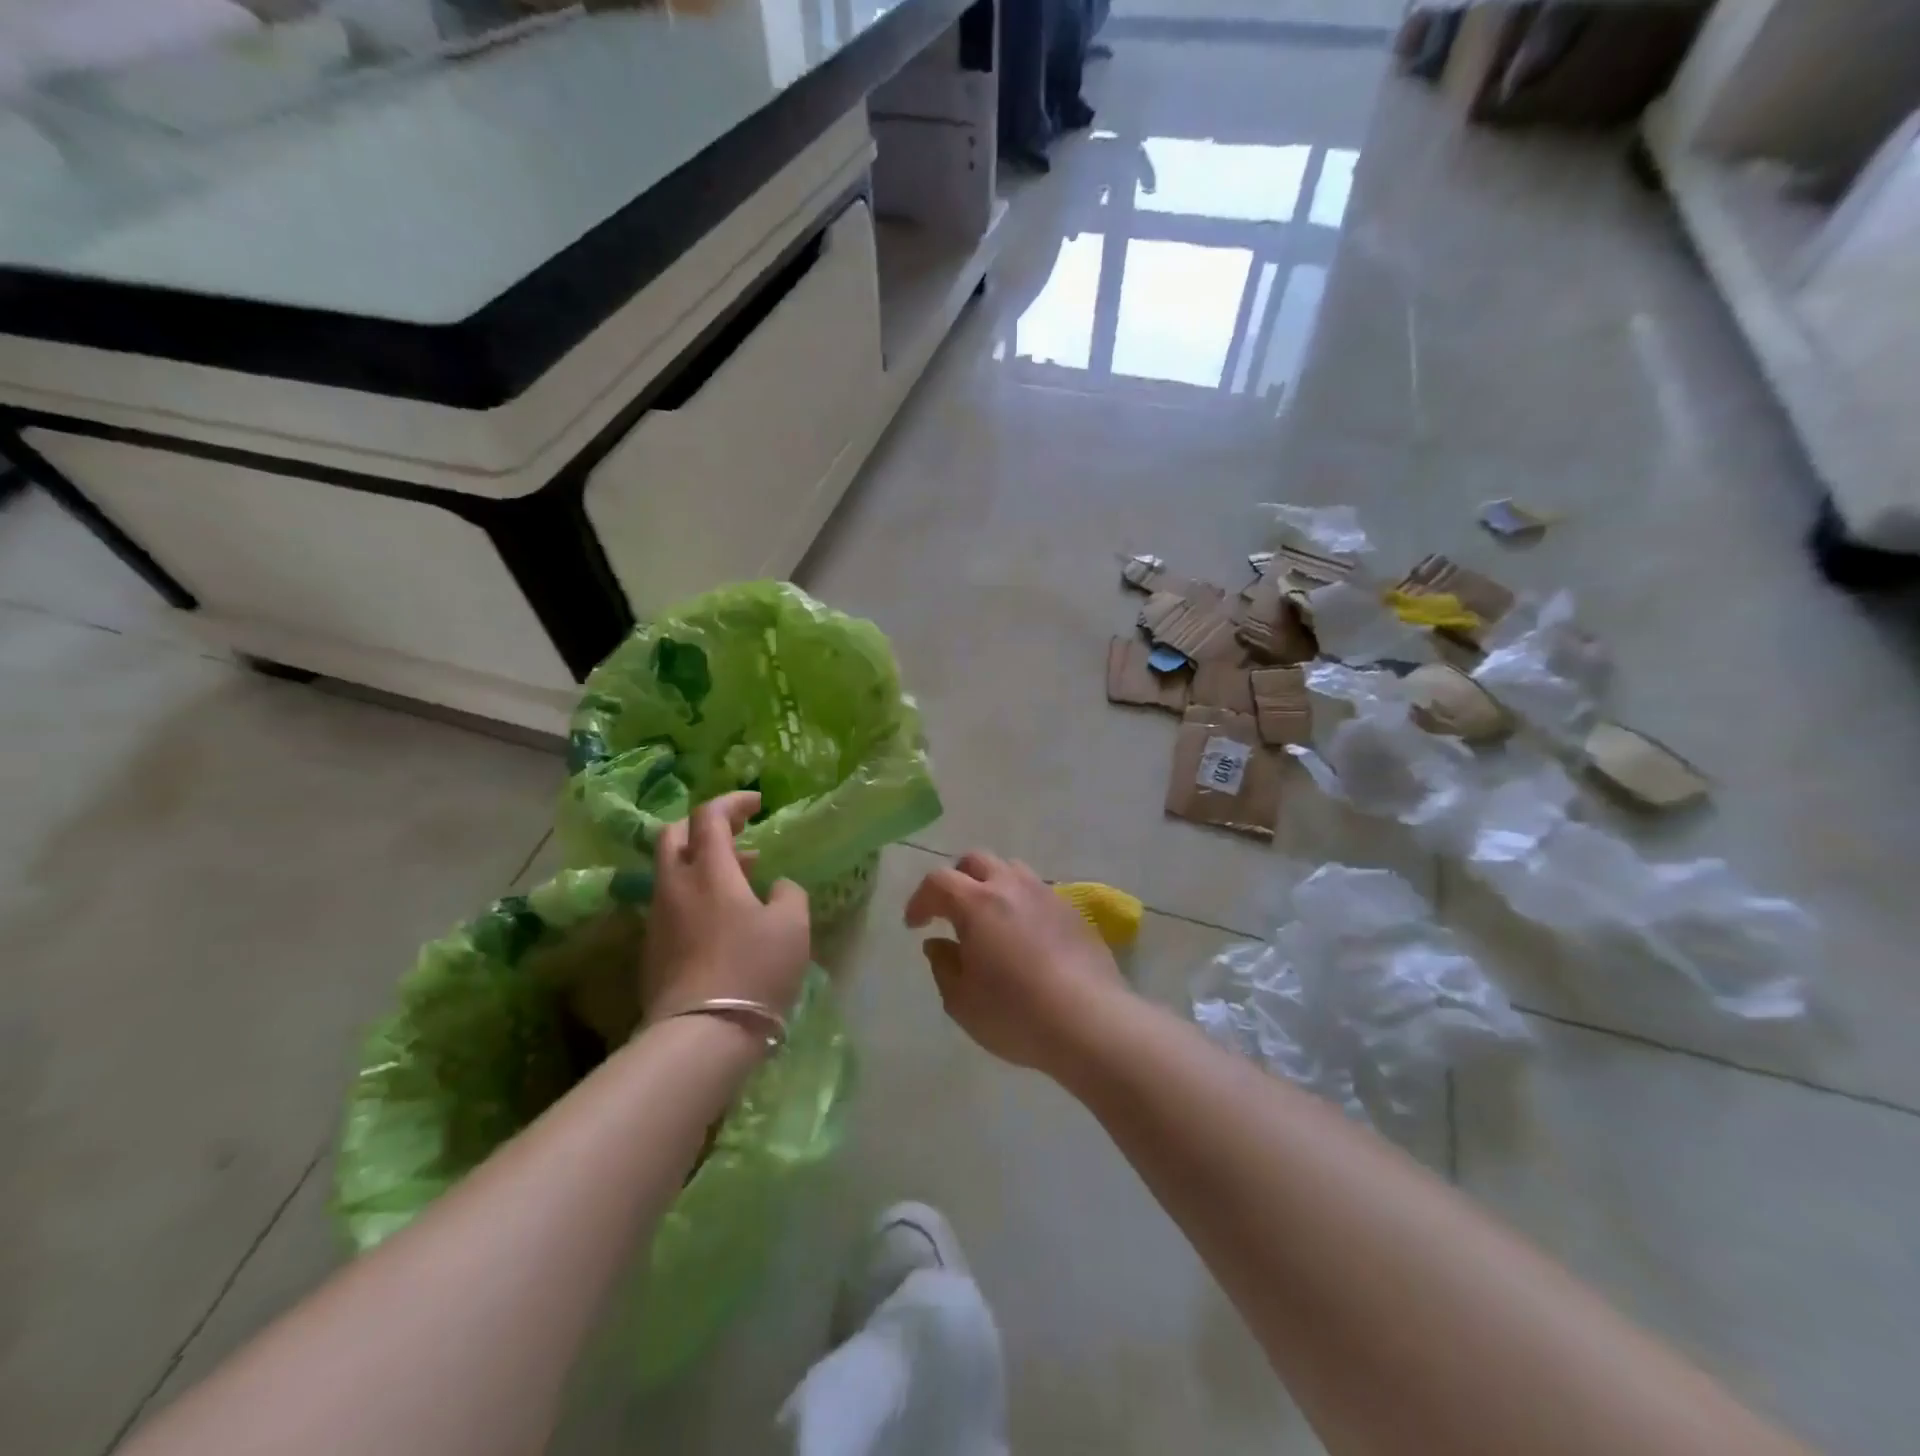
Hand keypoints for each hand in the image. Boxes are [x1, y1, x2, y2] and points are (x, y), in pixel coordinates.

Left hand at [642, 792, 810, 1032]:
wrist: (701, 1034)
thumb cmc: (753, 969)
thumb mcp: (792, 925)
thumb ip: (788, 893)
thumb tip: (775, 886)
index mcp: (709, 871)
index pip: (709, 816)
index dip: (732, 802)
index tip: (757, 803)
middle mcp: (675, 887)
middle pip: (673, 835)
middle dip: (704, 826)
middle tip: (737, 834)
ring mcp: (658, 919)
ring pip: (671, 872)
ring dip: (703, 863)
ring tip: (743, 879)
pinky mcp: (653, 949)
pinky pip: (672, 903)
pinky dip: (696, 894)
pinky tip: (724, 918)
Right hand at [905, 851, 1125, 1075]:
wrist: (1089, 1021)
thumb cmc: (1014, 1013)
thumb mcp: (962, 1001)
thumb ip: (944, 966)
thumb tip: (938, 944)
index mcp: (977, 903)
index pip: (939, 881)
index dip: (920, 899)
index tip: (915, 925)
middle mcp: (1011, 886)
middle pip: (976, 861)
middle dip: (956, 879)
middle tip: (949, 911)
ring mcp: (1046, 895)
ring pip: (1011, 870)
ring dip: (992, 885)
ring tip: (989, 918)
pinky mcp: (1073, 911)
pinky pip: (1038, 893)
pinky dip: (1021, 903)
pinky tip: (1024, 936)